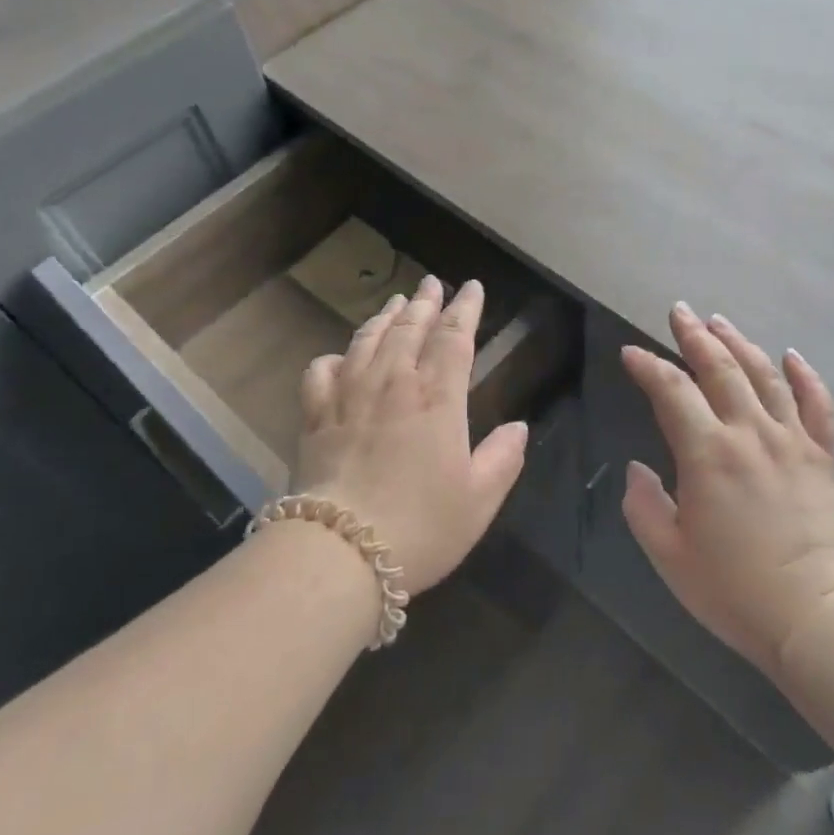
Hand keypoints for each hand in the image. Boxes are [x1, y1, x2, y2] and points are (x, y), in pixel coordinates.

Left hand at [294, 275, 528, 595]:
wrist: (340, 550)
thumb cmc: (421, 526)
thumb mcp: (479, 499)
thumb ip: (503, 458)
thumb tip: (518, 427)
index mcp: (437, 398)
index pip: (454, 338)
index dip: (465, 309)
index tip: (471, 287)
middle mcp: (393, 384)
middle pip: (410, 329)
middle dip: (425, 302)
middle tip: (432, 283)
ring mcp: (349, 395)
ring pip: (368, 340)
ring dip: (385, 317)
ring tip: (397, 302)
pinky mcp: (315, 415)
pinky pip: (322, 371)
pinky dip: (334, 357)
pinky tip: (341, 358)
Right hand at [620, 304, 833, 676]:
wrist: (817, 618)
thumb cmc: (734, 590)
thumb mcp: (669, 554)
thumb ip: (644, 505)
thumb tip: (638, 469)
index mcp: (707, 453)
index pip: (671, 391)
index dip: (647, 367)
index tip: (631, 354)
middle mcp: (749, 433)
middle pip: (719, 368)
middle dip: (694, 336)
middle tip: (679, 311)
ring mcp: (791, 442)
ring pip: (764, 376)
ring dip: (739, 343)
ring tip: (720, 322)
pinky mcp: (822, 458)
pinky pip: (817, 406)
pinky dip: (805, 376)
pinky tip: (791, 355)